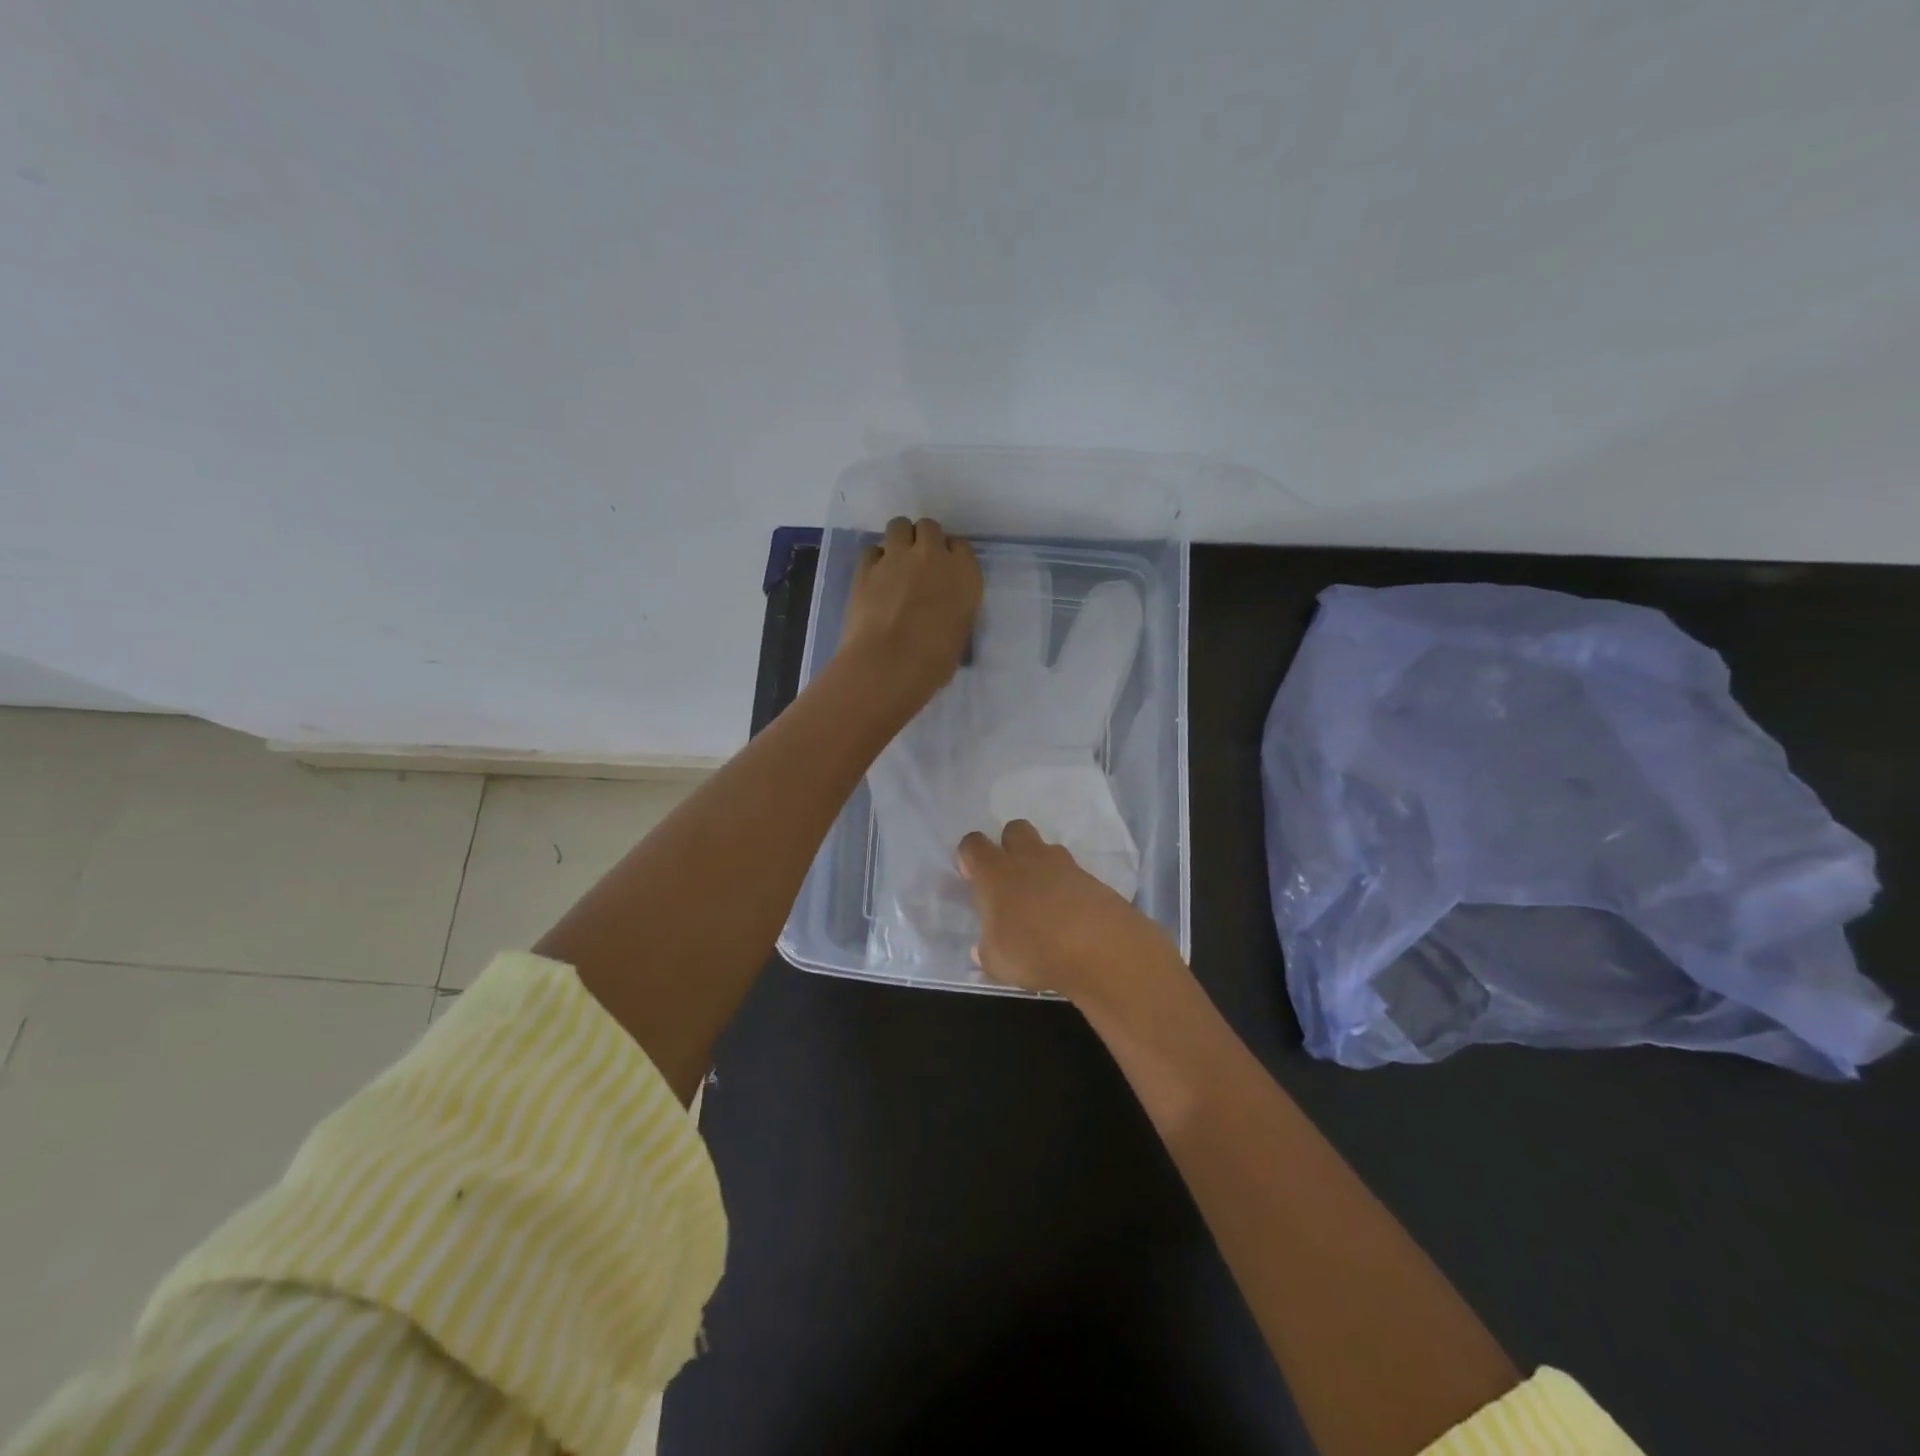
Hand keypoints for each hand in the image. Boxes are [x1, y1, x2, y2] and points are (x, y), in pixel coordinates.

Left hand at [840, 516, 982, 713]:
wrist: (889, 665)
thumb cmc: (934, 661)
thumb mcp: (959, 633)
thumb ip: (955, 608)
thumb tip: (943, 608)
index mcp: (964, 573)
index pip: (961, 546)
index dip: (950, 556)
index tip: (944, 571)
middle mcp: (932, 556)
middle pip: (929, 528)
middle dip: (924, 541)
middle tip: (919, 564)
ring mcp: (897, 557)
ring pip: (899, 526)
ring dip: (899, 539)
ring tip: (896, 563)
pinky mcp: (866, 567)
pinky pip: (872, 549)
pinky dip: (875, 559)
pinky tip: (875, 578)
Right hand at [957, 819, 1186, 1007]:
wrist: (1100, 947)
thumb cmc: (1034, 950)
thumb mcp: (997, 961)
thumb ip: (987, 951)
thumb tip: (983, 950)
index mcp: (996, 873)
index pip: (973, 844)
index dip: (970, 856)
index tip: (972, 877)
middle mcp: (1028, 859)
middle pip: (1014, 829)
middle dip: (1009, 845)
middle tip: (1010, 878)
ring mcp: (1064, 866)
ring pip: (1047, 849)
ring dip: (1041, 866)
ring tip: (1043, 901)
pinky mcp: (1092, 879)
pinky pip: (1073, 874)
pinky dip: (1068, 888)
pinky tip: (1069, 916)